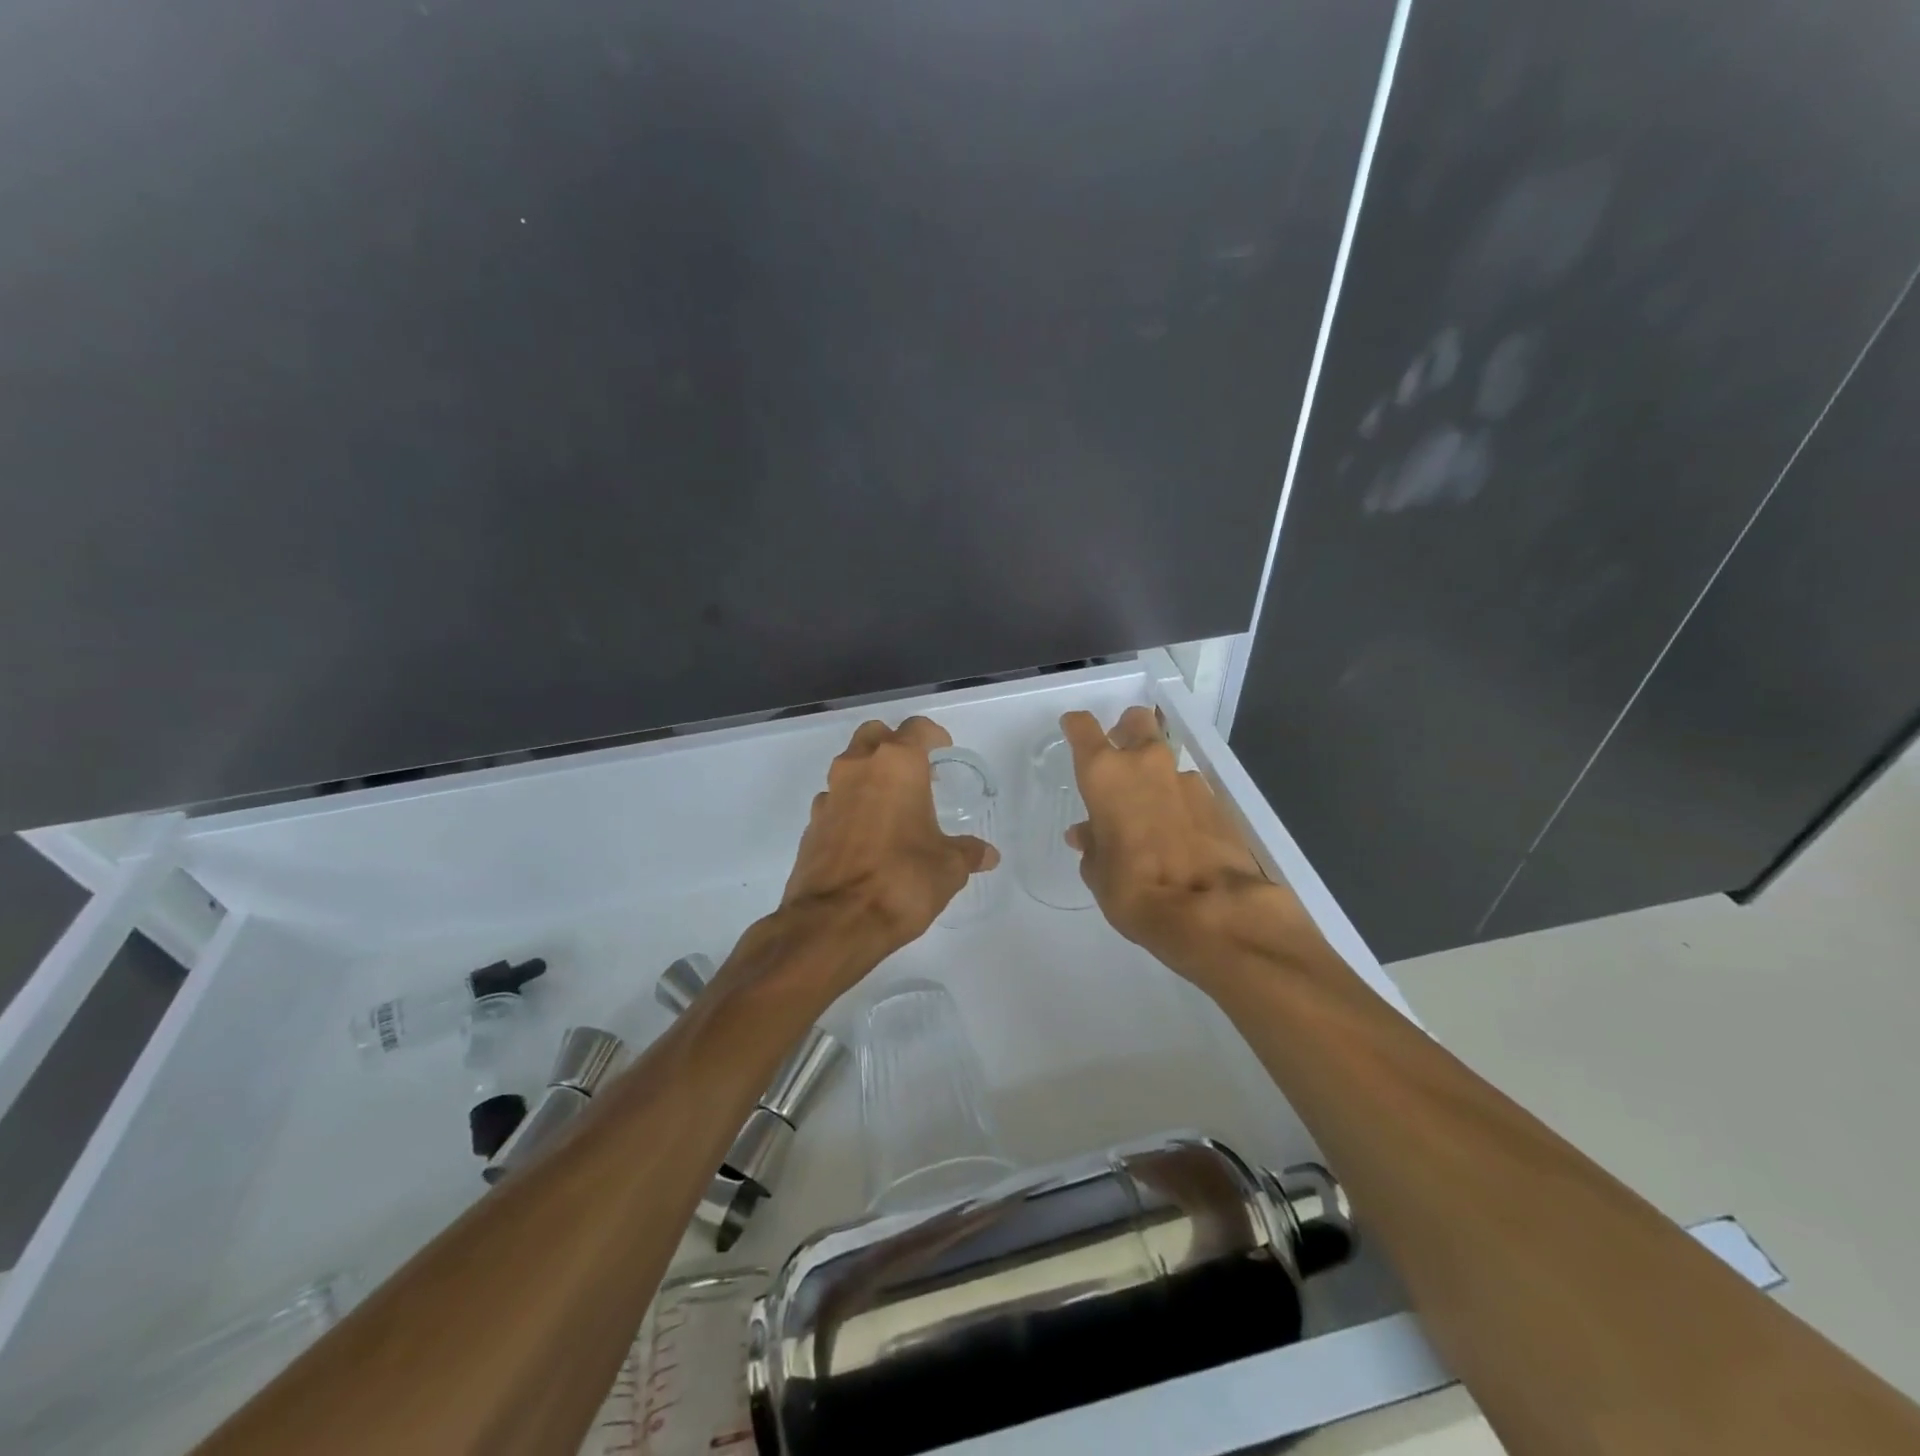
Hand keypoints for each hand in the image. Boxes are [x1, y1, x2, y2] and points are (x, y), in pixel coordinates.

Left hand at [781, 716, 997, 965]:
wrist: (834, 922)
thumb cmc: (901, 880)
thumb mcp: (948, 868)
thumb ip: (968, 853)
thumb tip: (988, 855)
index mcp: (896, 765)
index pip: (916, 729)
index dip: (933, 736)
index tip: (943, 751)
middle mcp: (858, 768)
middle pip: (875, 735)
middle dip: (895, 746)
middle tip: (916, 773)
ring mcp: (829, 795)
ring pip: (850, 766)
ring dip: (870, 776)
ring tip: (892, 808)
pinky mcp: (811, 824)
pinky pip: (835, 801)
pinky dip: (851, 807)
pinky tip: (866, 836)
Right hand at [1061, 706, 1316, 985]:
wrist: (1211, 911)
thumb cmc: (1134, 889)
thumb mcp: (1098, 872)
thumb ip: (1092, 844)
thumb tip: (1088, 834)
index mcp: (1106, 773)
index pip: (1083, 728)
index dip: (1076, 727)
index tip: (1072, 730)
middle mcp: (1146, 764)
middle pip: (1137, 721)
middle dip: (1127, 730)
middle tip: (1119, 758)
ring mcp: (1187, 780)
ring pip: (1166, 760)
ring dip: (1156, 776)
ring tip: (1150, 814)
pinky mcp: (1218, 802)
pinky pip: (1190, 791)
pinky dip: (1181, 803)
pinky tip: (1179, 833)